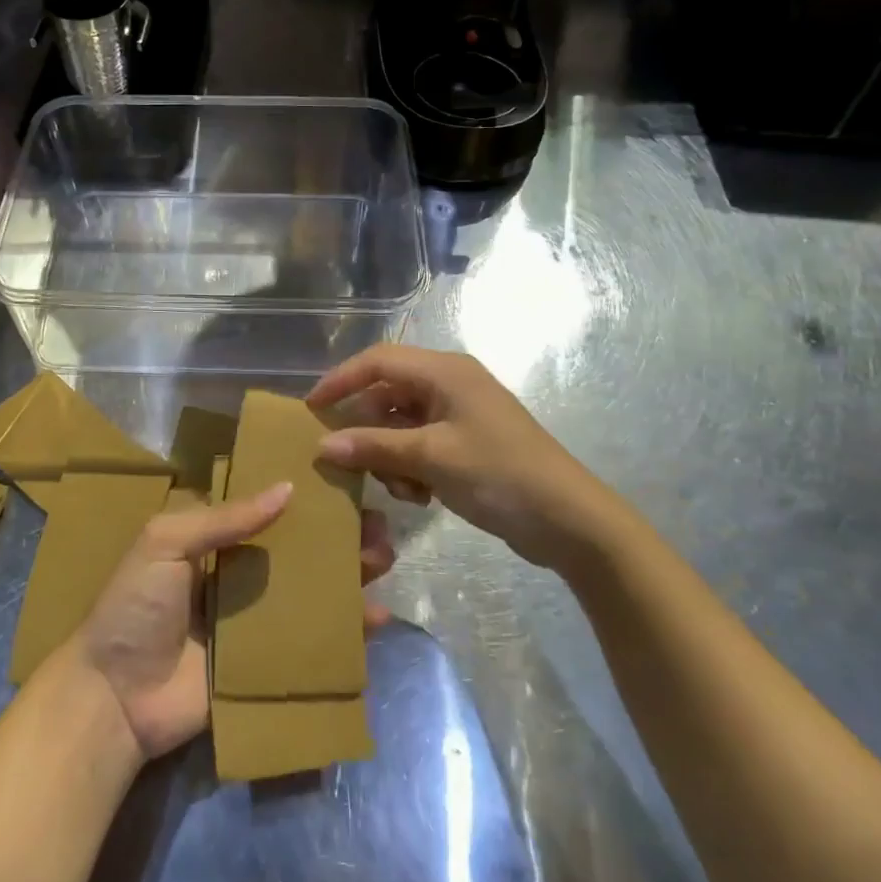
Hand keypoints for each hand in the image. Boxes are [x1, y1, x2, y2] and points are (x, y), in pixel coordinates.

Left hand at [74, 484, 395, 761]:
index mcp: (215, 541)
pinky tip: (377, 619)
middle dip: (337, 537)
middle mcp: (241, 575)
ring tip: (383, 559)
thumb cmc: (134, 607)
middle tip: (377, 525)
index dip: (304, 496)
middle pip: (299, 550)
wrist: (114, 699)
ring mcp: (256, 621)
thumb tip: (287, 489)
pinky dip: (346, 631)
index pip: (267, 509)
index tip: (344, 481)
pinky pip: (312, 642)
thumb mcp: (167, 543)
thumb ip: (224, 518)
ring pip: (312, 591)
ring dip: (349, 576)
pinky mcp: (267, 664)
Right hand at [308, 345, 629, 575]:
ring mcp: (460, 414)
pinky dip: (411, 466)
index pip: (378, 361)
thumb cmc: (498, 475)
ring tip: (400, 488)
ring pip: (402, 423)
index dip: (341, 380)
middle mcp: (450, 383)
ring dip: (390, 454)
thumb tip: (323, 445)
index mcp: (444, 371)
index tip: (311, 408)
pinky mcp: (467, 442)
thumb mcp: (430, 459)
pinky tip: (420, 495)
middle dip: (368, 428)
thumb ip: (374, 447)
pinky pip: (421, 444)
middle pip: (388, 394)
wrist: (569, 520)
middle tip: (348, 461)